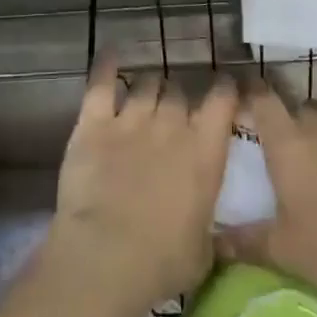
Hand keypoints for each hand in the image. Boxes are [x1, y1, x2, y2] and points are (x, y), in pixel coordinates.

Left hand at [47, 55, 237, 313]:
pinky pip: (100, 84)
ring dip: (148, 87)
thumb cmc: (163, 262)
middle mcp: (171, 126)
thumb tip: (205, 224)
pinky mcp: (93, 123)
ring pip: (145, 84)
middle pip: (178, 91)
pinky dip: (105, 66)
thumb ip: (207, 224)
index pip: (221, 101)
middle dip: (178, 97)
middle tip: (173, 109)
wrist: (106, 256)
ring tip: (146, 92)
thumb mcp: (204, 250)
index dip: (223, 90)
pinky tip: (110, 53)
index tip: (223, 88)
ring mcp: (130, 120)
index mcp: (205, 152)